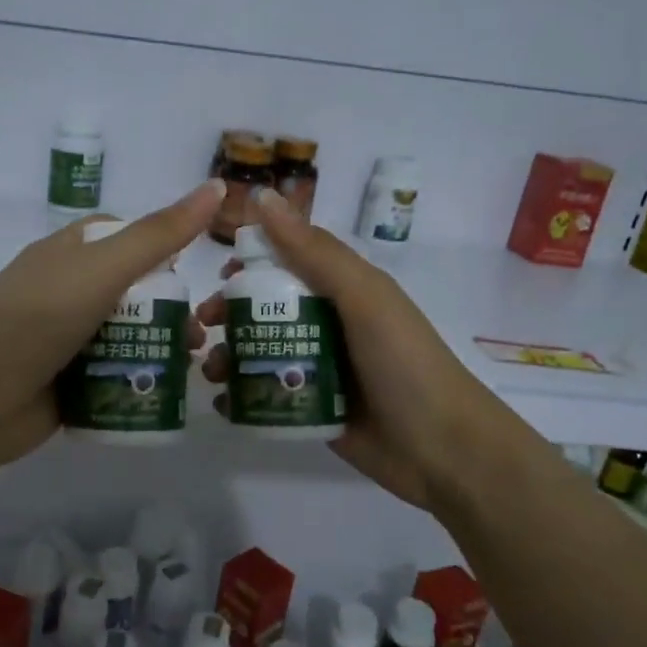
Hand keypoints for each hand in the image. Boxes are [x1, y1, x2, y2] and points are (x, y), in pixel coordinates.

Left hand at [0, 181, 223, 473]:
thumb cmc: (39, 319)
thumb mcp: (104, 268)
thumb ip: (161, 233)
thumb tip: (217, 185)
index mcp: (68, 253)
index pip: (123, 235)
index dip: (161, 245)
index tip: (194, 268)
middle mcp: (66, 291)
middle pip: (131, 290)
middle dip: (169, 307)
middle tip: (198, 332)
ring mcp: (65, 339)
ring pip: (126, 334)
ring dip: (160, 346)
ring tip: (189, 363)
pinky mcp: (68, 383)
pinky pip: (113, 374)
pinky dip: (139, 378)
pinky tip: (166, 390)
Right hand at [198, 187, 500, 511]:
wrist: (442, 449)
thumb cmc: (404, 362)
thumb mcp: (363, 297)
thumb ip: (313, 251)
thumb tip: (261, 197)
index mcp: (343, 290)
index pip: (287, 263)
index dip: (250, 264)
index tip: (219, 275)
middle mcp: (328, 325)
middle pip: (266, 310)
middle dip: (230, 314)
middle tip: (205, 327)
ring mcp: (319, 370)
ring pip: (261, 352)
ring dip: (229, 356)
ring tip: (211, 371)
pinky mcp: (312, 410)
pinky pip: (267, 396)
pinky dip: (241, 398)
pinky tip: (223, 405)